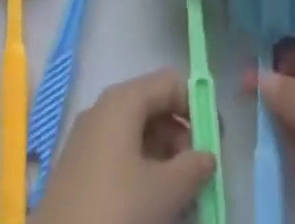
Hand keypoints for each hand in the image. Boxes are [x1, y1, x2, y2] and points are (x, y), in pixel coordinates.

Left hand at [33, 68, 216, 223]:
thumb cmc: (116, 212)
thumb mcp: (165, 192)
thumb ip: (193, 168)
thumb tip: (208, 155)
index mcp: (123, 100)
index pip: (170, 83)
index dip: (197, 107)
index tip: (216, 143)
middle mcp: (104, 109)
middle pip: (154, 109)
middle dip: (181, 140)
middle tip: (200, 177)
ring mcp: (88, 139)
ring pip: (137, 137)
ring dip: (164, 161)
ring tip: (182, 199)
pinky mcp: (78, 170)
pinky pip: (120, 158)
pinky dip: (142, 174)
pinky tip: (153, 206)